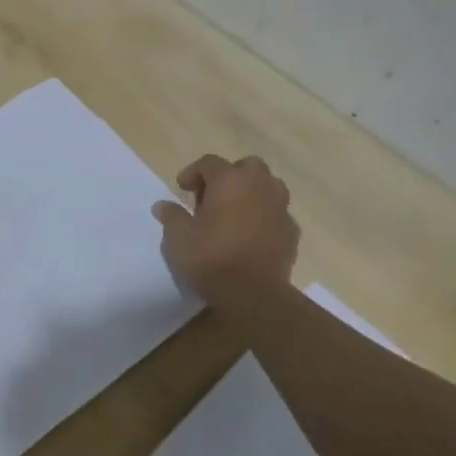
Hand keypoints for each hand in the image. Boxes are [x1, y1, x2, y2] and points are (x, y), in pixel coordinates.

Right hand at [153, 154, 300, 308]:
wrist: (253, 294)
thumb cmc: (210, 258)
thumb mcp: (178, 237)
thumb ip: (171, 217)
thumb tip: (163, 206)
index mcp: (229, 181)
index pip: (210, 162)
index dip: (193, 172)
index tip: (182, 189)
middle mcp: (259, 186)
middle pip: (247, 166)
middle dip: (230, 175)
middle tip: (212, 196)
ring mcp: (280, 208)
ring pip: (270, 186)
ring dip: (252, 192)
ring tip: (235, 212)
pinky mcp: (292, 232)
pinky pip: (278, 213)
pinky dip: (265, 216)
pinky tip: (252, 234)